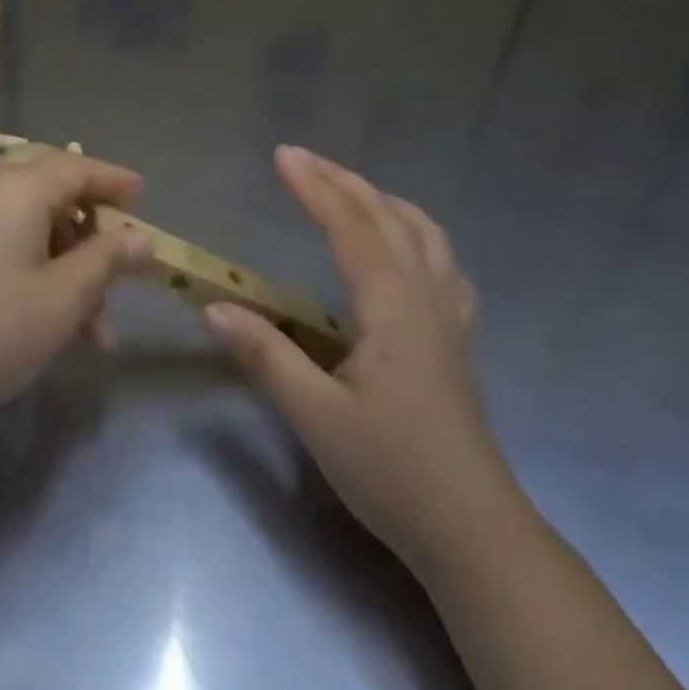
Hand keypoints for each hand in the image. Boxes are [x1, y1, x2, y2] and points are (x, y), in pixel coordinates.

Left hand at [0, 145, 150, 434]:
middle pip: (51, 179)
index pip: (79, 168)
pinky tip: (56, 318)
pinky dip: (38, 264)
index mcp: (21, 186)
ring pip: (31, 217)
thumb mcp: (62, 298)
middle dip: (88, 211)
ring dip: (67, 255)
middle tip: (114, 243)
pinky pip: (7, 237)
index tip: (143, 195)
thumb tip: (141, 239)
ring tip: (96, 323)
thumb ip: (105, 261)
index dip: (115, 181)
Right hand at [205, 146, 503, 568]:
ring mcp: (448, 317)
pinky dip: (418, 233)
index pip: (351, 228)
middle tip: (301, 157)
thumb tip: (214, 307)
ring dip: (382, 199)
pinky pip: (442, 264)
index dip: (315, 187)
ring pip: (423, 234)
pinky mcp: (456, 340)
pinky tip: (405, 246)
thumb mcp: (317, 419)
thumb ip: (266, 357)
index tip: (282, 155)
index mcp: (392, 308)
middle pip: (387, 217)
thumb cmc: (393, 472)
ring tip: (348, 187)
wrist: (474, 533)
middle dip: (342, 180)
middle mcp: (425, 298)